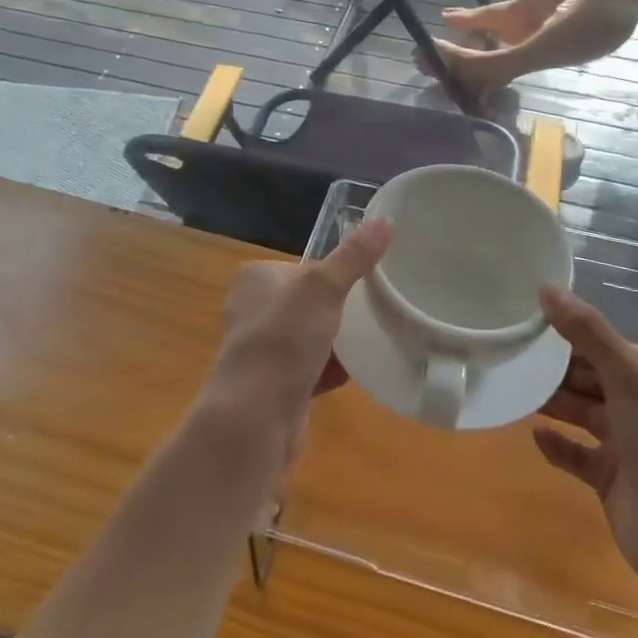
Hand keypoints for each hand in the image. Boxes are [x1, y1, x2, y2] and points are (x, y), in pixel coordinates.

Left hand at [199, 219, 391, 450]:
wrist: (256, 416)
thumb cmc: (284, 339)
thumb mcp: (324, 288)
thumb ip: (354, 257)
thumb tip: (385, 221)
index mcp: (255, 279)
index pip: (304, 267)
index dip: (333, 275)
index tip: (364, 283)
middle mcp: (252, 310)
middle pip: (309, 303)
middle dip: (337, 311)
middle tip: (373, 312)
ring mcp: (261, 350)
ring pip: (310, 337)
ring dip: (336, 342)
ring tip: (371, 340)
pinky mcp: (272, 384)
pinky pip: (309, 369)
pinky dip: (330, 370)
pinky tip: (356, 371)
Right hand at [533, 287, 637, 588]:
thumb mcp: (629, 376)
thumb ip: (587, 331)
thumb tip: (546, 287)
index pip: (601, 344)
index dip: (566, 333)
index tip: (524, 323)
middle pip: (589, 376)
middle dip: (553, 368)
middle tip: (509, 355)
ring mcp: (628, 444)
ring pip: (581, 412)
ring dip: (552, 402)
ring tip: (513, 389)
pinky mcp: (612, 479)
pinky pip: (577, 454)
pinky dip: (557, 445)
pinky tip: (535, 436)